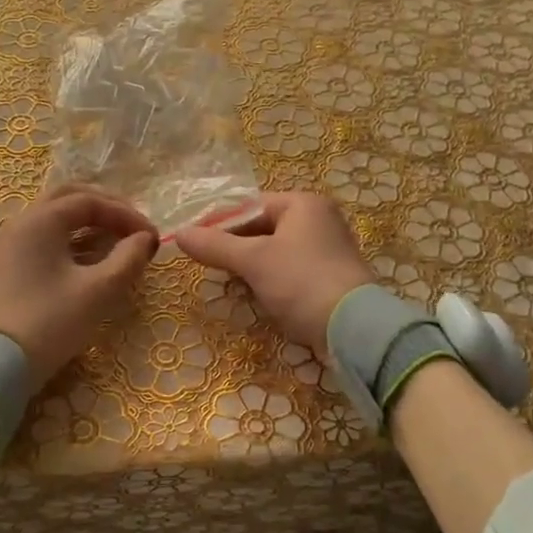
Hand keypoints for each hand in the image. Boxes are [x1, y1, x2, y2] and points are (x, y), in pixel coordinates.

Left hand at [0, 184, 159, 388]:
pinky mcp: (5, 267)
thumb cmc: (51, 322)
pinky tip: (88, 261)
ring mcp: (8, 245)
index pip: (90, 200)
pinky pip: (42, 239)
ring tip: (115, 244)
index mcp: (41, 220)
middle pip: (68, 199)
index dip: (126, 214)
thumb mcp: (99, 291)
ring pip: (53, 219)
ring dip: (87, 224)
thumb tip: (146, 239)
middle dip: (105, 209)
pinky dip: (70, 241)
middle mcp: (20, 223)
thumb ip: (128, 259)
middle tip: (132, 228)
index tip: (151, 237)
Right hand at [175, 192, 376, 352]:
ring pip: (275, 252)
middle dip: (235, 248)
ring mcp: (327, 250)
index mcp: (303, 204)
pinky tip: (256, 297)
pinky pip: (290, 272)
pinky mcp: (330, 278)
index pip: (250, 206)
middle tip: (208, 266)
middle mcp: (319, 220)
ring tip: (229, 283)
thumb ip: (215, 246)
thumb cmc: (301, 282)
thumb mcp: (253, 261)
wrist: (353, 328)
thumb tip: (179, 234)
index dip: (219, 224)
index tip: (193, 243)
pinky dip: (270, 281)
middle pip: (262, 228)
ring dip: (251, 267)